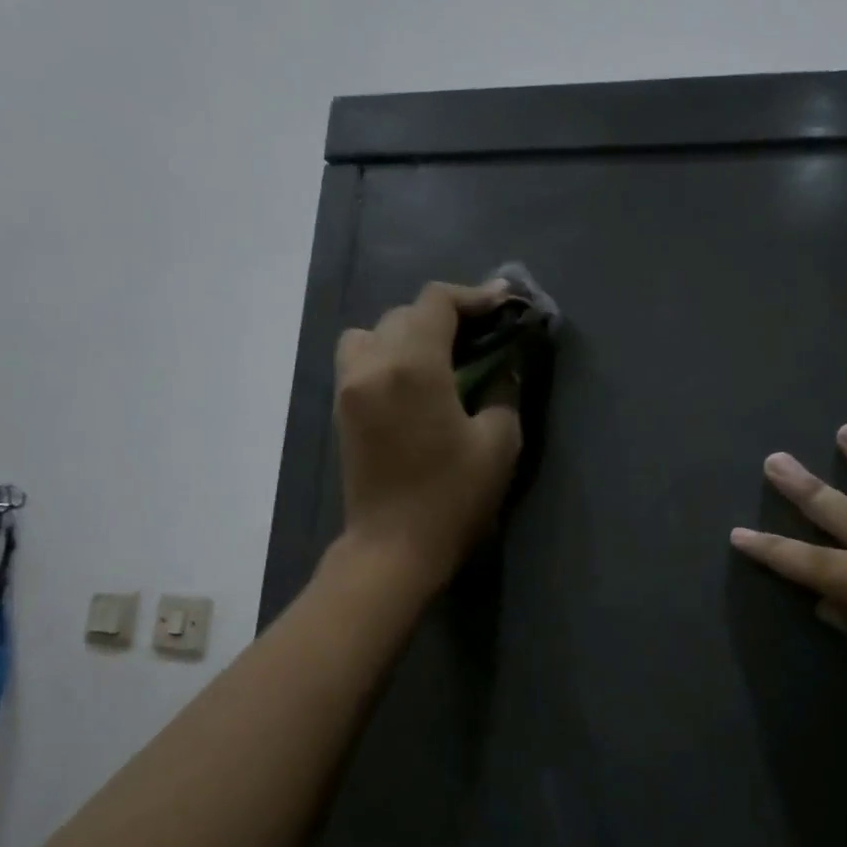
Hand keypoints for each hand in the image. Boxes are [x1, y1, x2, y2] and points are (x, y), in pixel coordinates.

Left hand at [334, 281, 522, 586]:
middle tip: (482, 335)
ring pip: (374, 332)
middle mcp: (373, 364)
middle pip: (406, 313)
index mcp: (413, 366)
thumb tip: (503, 368)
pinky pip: (360, 358)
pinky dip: (386, 354)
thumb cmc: (451, 498)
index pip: (437, 303)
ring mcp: (350, 386)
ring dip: (408, 333)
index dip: (474, 296)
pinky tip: (414, 382)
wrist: (393, 549)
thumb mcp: (498, 444)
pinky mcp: (342, 409)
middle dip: (446, 316)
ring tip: (439, 358)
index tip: (504, 304)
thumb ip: (503, 392)